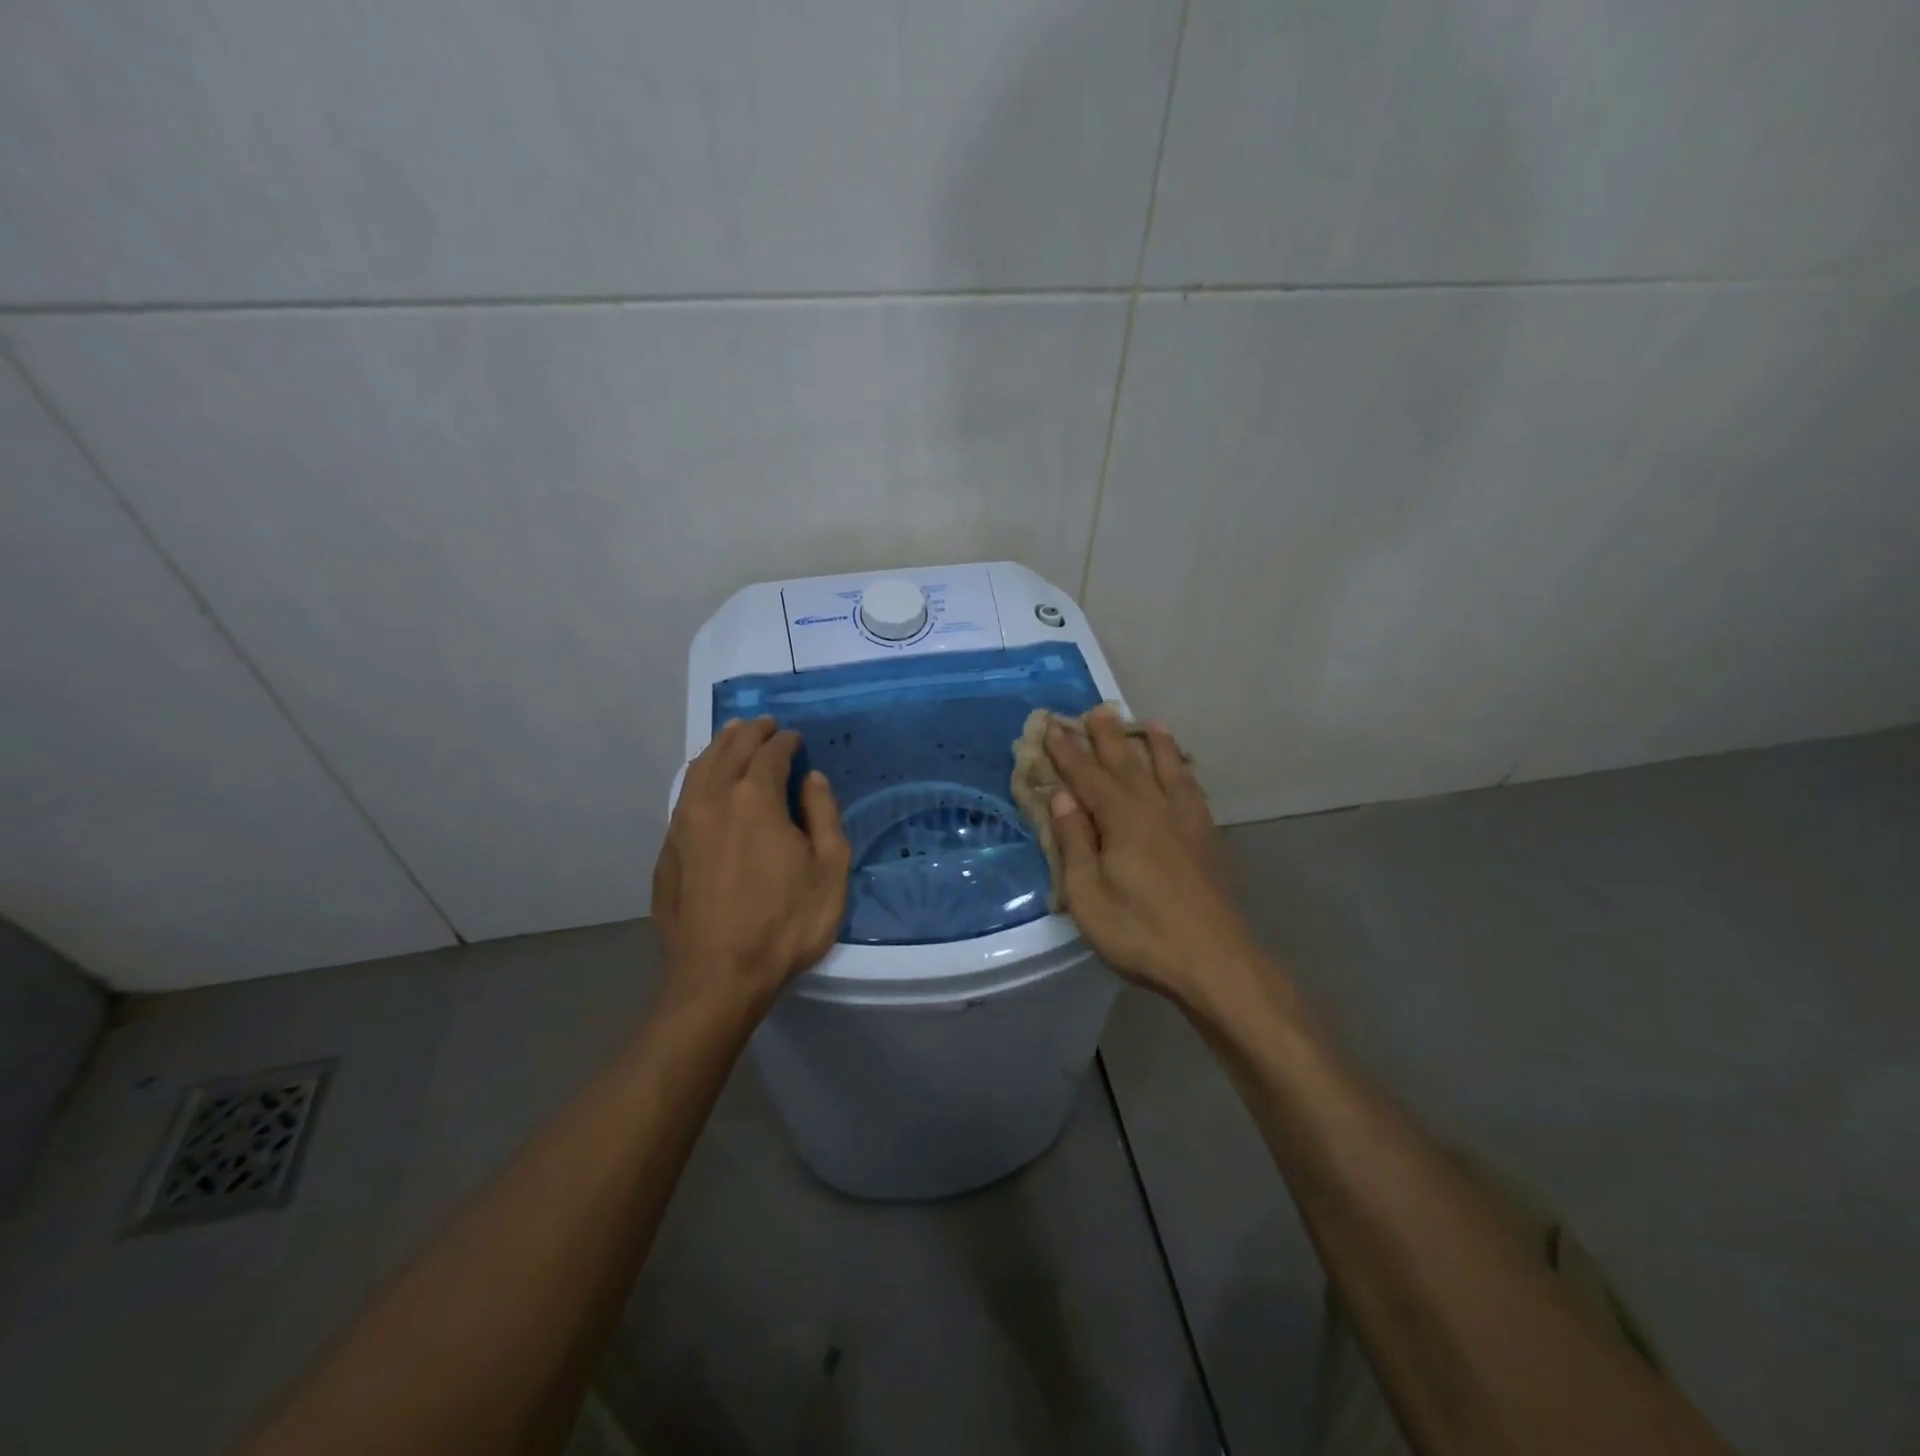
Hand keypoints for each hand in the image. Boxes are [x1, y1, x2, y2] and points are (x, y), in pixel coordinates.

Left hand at [652, 717, 850, 1015]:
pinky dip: (700, 777)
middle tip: (765, 725)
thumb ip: (824, 815)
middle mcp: (712, 799)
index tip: (796, 738)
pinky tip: (707, 785)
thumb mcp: (829, 869)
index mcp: (754, 798)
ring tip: (733, 738)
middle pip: (729, 749)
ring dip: (719, 747)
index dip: (786, 741)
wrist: (719, 976)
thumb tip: (812, 780)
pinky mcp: (667, 851)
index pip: (771, 753)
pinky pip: (684, 797)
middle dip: (750, 732)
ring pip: (699, 769)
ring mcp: (682, 825)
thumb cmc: (785, 922)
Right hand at [1044, 708, 1270, 1011]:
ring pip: (1165, 769)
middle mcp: (1153, 808)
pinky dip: (1184, 772)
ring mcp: (1185, 821)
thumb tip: (1061, 796)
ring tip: (1146, 721)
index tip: (1051, 726)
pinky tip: (1182, 769)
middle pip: (1126, 763)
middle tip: (1095, 709)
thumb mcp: (1088, 896)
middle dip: (1107, 736)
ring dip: (1152, 744)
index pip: (1086, 776)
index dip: (1066, 751)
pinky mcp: (1206, 838)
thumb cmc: (1140, 932)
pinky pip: (1192, 790)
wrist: (1215, 962)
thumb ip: (1075, 842)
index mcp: (1121, 819)